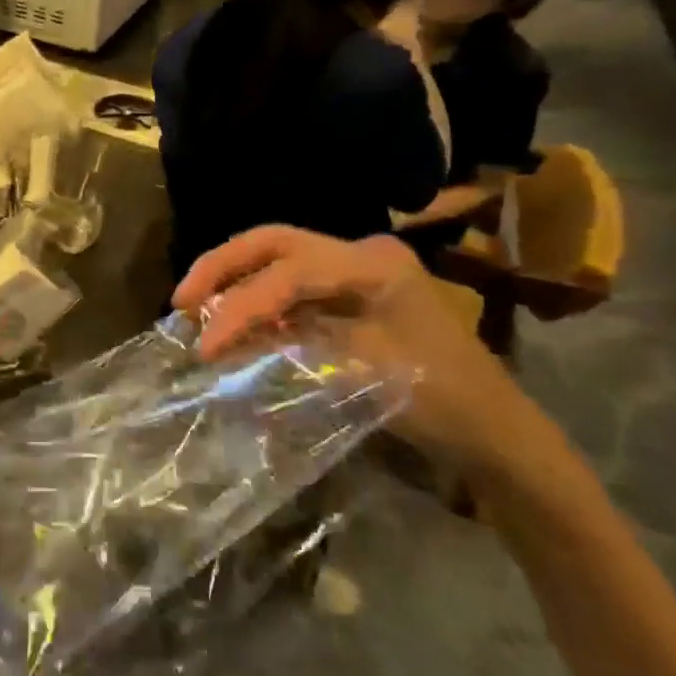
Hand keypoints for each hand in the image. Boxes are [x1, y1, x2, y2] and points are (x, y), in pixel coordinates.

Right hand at [173, 226, 540, 478]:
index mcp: (372, 264)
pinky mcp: (349, 293)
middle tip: (180, 299)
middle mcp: (361, 253)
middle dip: (222, 267)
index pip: (288, 274)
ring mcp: (356, 270)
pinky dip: (256, 299)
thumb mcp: (364, 373)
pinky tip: (233, 322)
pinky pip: (290, 284)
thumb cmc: (442, 401)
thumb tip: (226, 340)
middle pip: (275, 242)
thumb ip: (292, 345)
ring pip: (278, 258)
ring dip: (234, 280)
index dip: (240, 306)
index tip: (204, 345)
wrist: (495, 433)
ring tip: (194, 309)